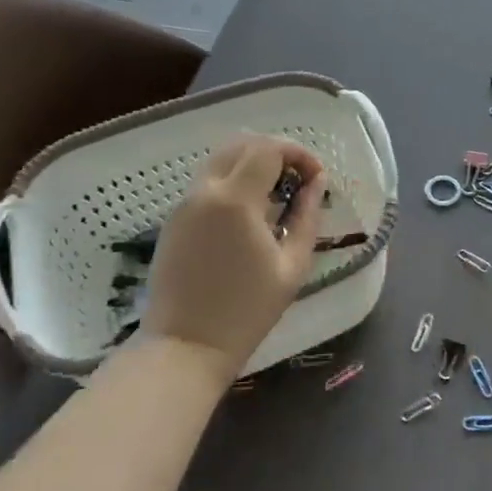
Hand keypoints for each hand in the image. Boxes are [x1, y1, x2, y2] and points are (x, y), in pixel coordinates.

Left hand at [141, 134, 326, 385]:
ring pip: (221, 159)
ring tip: (276, 194)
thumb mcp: (292, 265)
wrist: (185, 347)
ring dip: (253, 163)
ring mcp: (185, 203)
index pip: (269, 149)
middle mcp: (205, 191)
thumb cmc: (246, 311)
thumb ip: (307, 215)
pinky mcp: (174, 219)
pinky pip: (208, 182)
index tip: (316, 177)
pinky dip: (233, 180)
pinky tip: (250, 213)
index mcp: (235, 200)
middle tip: (298, 179)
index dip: (299, 154)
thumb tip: (317, 183)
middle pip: (242, 143)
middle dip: (276, 151)